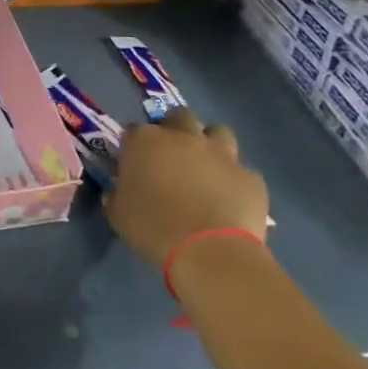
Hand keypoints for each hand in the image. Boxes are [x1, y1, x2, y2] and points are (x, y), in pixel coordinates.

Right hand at [107, 109, 268, 270]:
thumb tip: (119, 190)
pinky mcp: (250, 176)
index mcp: (146, 141)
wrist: (209, 252)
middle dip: (176, 129)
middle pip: (180, 116)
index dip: (134, 145)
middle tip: (172, 155)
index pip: (134, 130)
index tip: (134, 162)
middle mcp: (184, 137)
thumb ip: (117, 194)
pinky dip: (234, 180)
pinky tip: (230, 199)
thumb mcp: (117, 214)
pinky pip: (242, 171)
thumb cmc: (153, 228)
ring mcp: (222, 154)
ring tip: (206, 169)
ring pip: (218, 132)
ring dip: (211, 145)